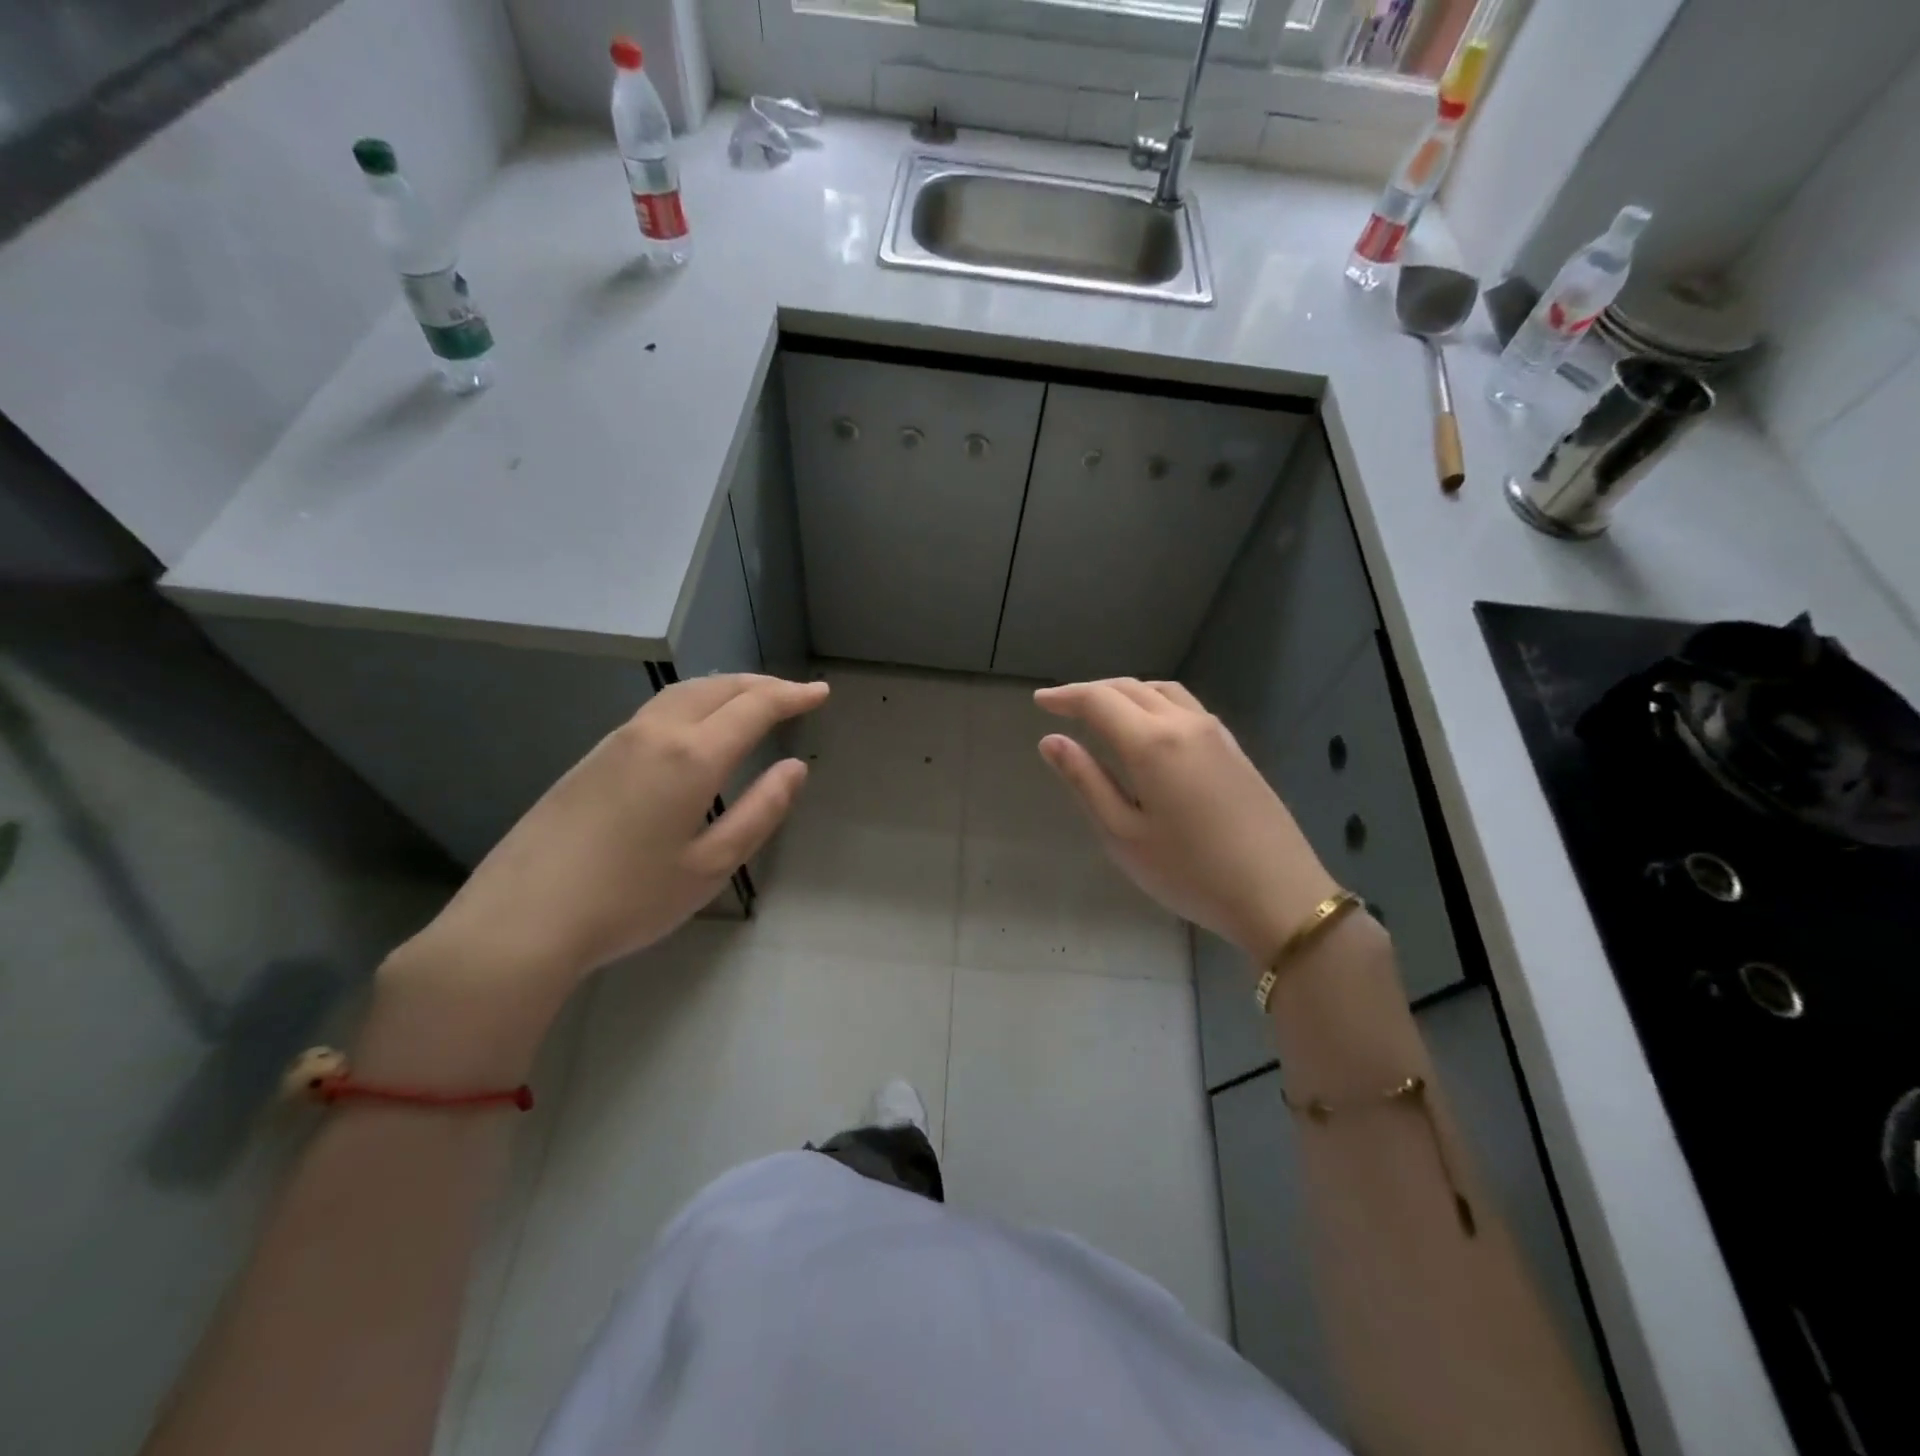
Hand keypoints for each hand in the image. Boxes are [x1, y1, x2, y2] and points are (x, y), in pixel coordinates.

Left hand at [410, 674, 828, 989]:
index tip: (820, 692)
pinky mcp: (593, 756)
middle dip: (762, 684)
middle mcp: (656, 733)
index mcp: (692, 757)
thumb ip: (760, 811)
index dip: (792, 695)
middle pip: (718, 687)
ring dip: (727, 688)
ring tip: (753, 701)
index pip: (754, 707)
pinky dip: (695, 702)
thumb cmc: (629, 900)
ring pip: (683, 692)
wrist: (521, 919)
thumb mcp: (711, 866)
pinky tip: (698, 726)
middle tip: (794, 693)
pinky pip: (658, 710)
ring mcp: (618, 740)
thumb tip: (795, 767)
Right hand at [1034, 678, 1340, 968]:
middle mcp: (1184, 723)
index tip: (1040, 701)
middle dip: (1091, 691)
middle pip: (1130, 688)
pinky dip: (1153, 703)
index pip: (1098, 700)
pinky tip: (1148, 728)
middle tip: (1062, 706)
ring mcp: (1214, 732)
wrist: (1278, 895)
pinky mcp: (1233, 747)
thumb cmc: (1189, 872)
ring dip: (1125, 692)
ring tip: (1102, 711)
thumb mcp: (1123, 834)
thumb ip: (1086, 781)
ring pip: (1161, 691)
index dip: (1066, 697)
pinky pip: (1185, 706)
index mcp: (1151, 743)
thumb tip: (1051, 741)